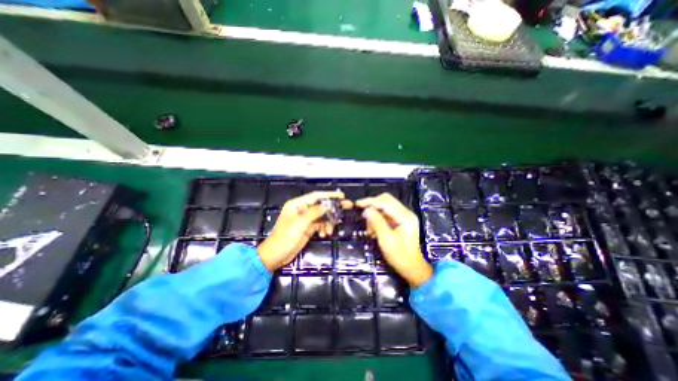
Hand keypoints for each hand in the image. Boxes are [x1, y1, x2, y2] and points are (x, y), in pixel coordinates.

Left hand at [257, 192, 351, 272]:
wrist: (275, 256)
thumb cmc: (285, 238)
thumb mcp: (299, 224)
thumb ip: (314, 213)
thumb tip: (327, 206)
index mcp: (297, 205)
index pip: (316, 196)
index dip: (329, 195)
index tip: (341, 195)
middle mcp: (302, 210)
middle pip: (321, 206)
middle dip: (332, 208)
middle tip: (347, 207)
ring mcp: (305, 219)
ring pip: (322, 216)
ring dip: (328, 222)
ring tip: (329, 231)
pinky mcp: (308, 228)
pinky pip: (320, 224)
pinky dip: (324, 228)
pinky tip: (324, 234)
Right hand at [356, 194, 430, 285]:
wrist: (413, 269)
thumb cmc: (400, 257)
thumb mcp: (386, 240)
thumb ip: (376, 222)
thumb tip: (366, 210)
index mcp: (405, 216)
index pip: (385, 202)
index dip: (370, 201)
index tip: (357, 204)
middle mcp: (406, 213)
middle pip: (386, 200)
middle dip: (373, 207)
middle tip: (364, 217)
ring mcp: (404, 216)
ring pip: (385, 207)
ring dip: (375, 215)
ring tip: (370, 231)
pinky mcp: (401, 221)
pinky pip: (387, 214)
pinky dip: (378, 220)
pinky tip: (374, 231)